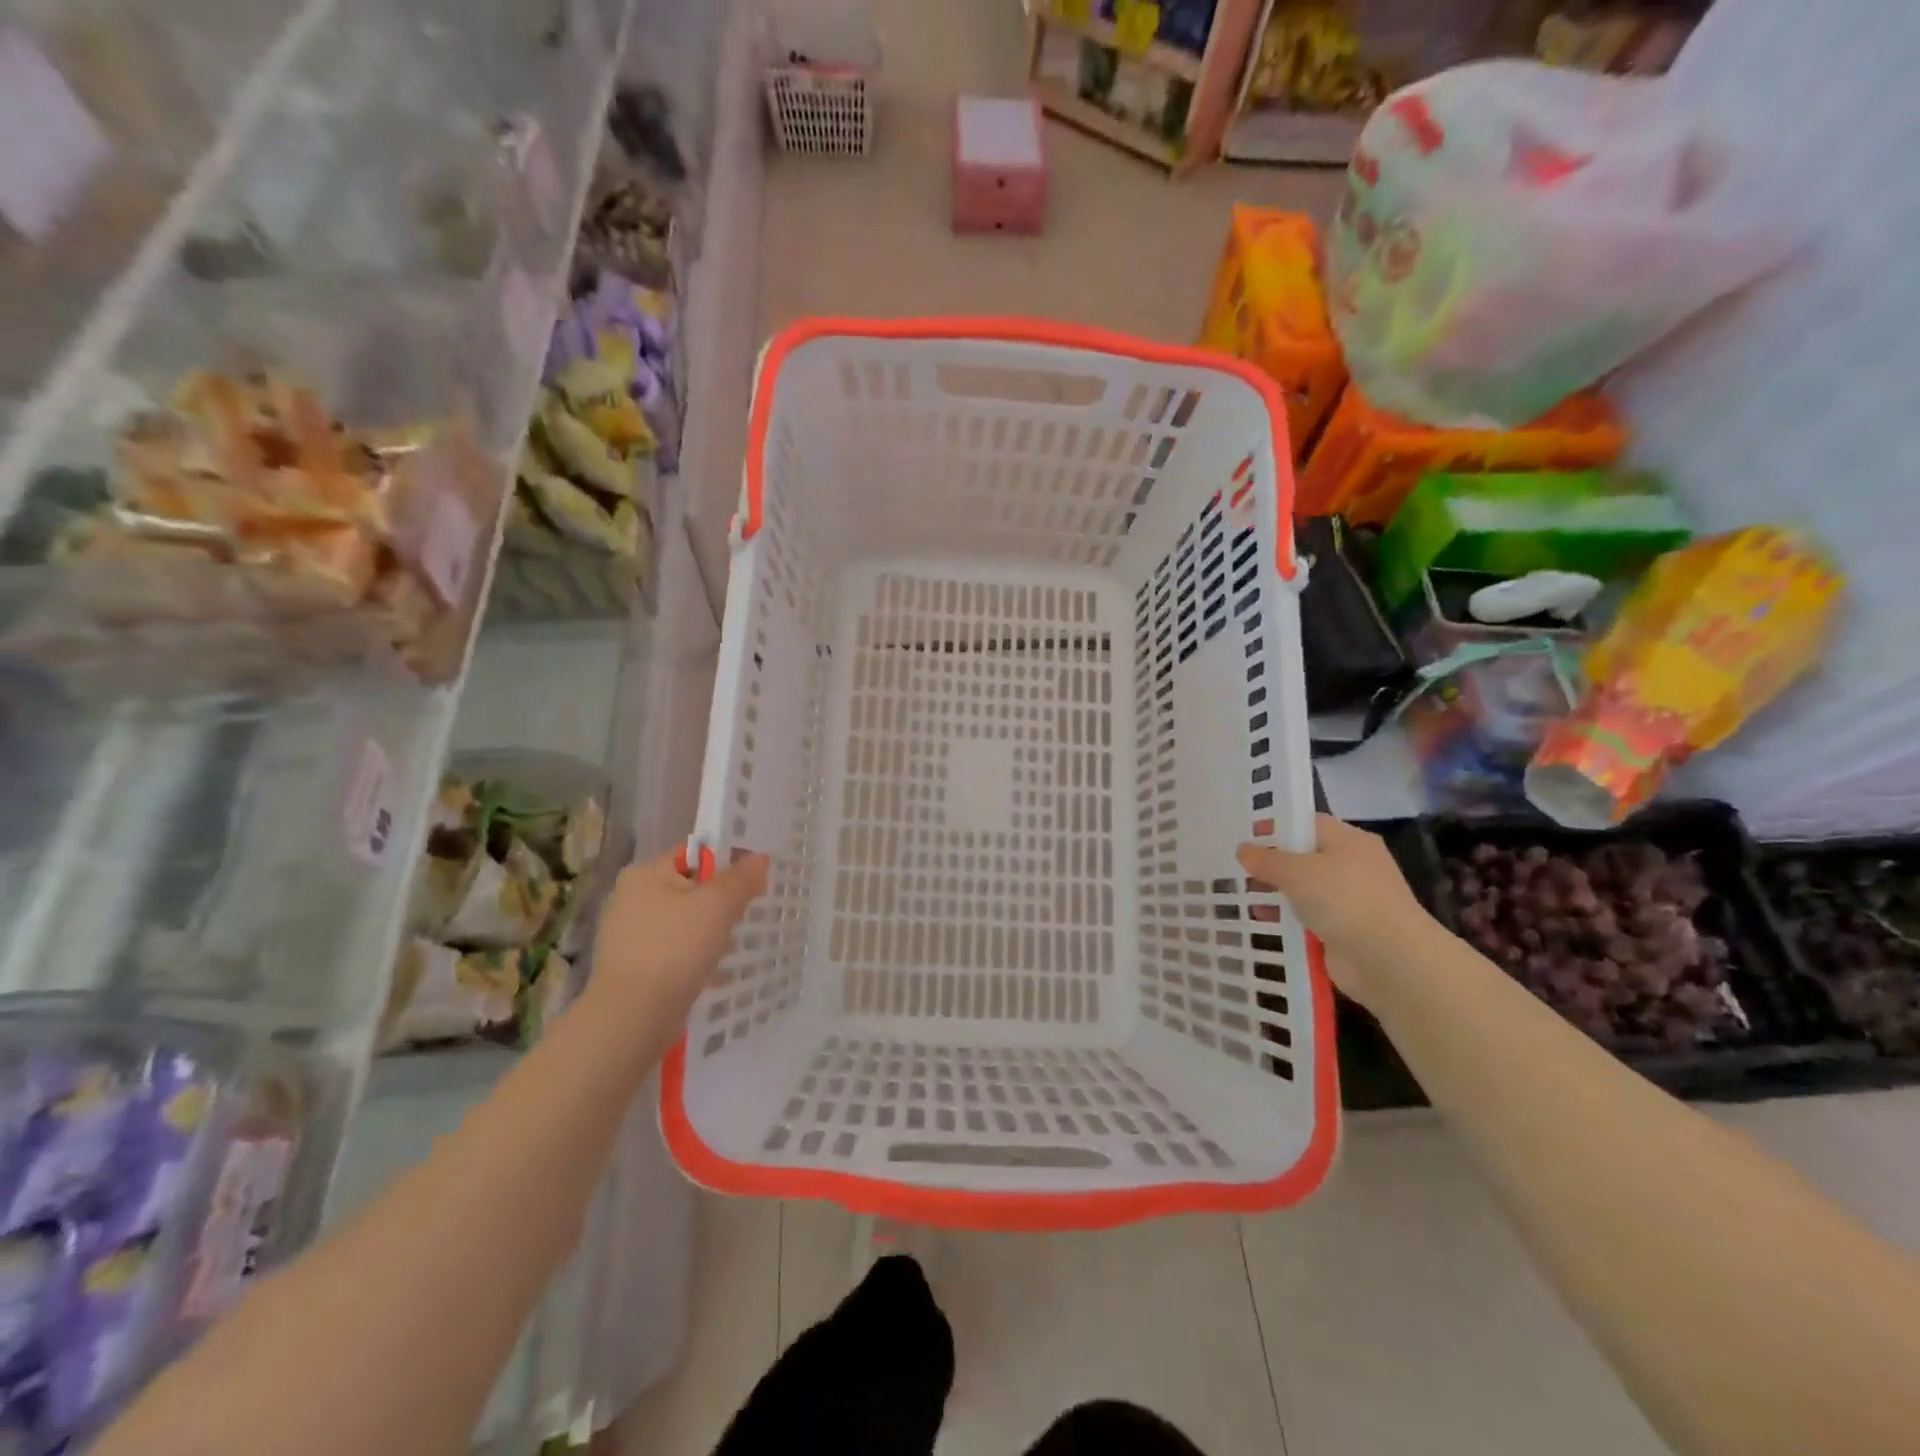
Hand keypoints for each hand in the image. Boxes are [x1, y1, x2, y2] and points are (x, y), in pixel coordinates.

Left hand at [585, 849, 768, 1017]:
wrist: (634, 1016)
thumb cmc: (676, 948)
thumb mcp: (718, 905)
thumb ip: (741, 878)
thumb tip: (759, 859)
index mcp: (646, 873)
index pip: (694, 853)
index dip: (727, 860)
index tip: (753, 880)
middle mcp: (631, 898)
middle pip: (691, 888)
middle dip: (720, 902)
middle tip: (742, 917)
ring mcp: (629, 934)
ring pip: (684, 921)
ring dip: (710, 932)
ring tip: (730, 948)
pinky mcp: (633, 965)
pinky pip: (674, 950)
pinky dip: (694, 957)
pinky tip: (712, 972)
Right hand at [1238, 816, 1430, 1009]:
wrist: (1388, 960)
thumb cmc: (1343, 899)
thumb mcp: (1296, 872)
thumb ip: (1266, 859)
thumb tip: (1243, 849)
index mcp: (1349, 841)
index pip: (1307, 824)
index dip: (1275, 827)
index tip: (1243, 836)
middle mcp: (1353, 866)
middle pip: (1304, 858)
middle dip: (1271, 865)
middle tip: (1233, 867)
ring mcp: (1351, 901)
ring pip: (1304, 892)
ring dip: (1276, 896)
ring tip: (1237, 897)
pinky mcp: (1345, 931)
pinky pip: (1308, 920)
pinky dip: (1287, 922)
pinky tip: (1259, 924)